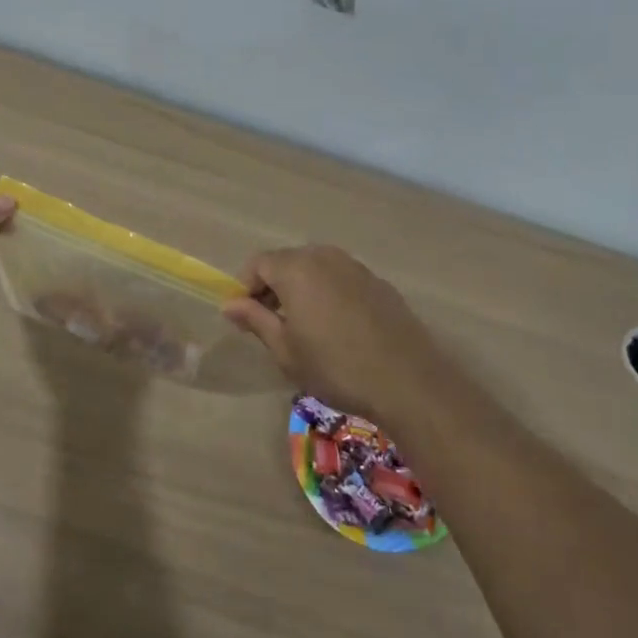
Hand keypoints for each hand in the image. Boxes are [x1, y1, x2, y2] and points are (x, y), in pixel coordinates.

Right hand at [223, 245, 446, 417]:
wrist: (407, 381)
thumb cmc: (335, 367)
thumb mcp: (285, 350)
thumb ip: (255, 320)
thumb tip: (230, 304)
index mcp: (296, 268)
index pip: (258, 263)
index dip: (246, 287)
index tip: (246, 318)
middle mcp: (325, 256)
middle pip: (287, 261)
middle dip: (273, 286)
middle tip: (271, 323)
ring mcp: (355, 267)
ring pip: (316, 268)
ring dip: (302, 289)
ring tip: (304, 326)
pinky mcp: (378, 282)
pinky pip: (341, 279)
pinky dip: (329, 293)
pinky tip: (338, 328)